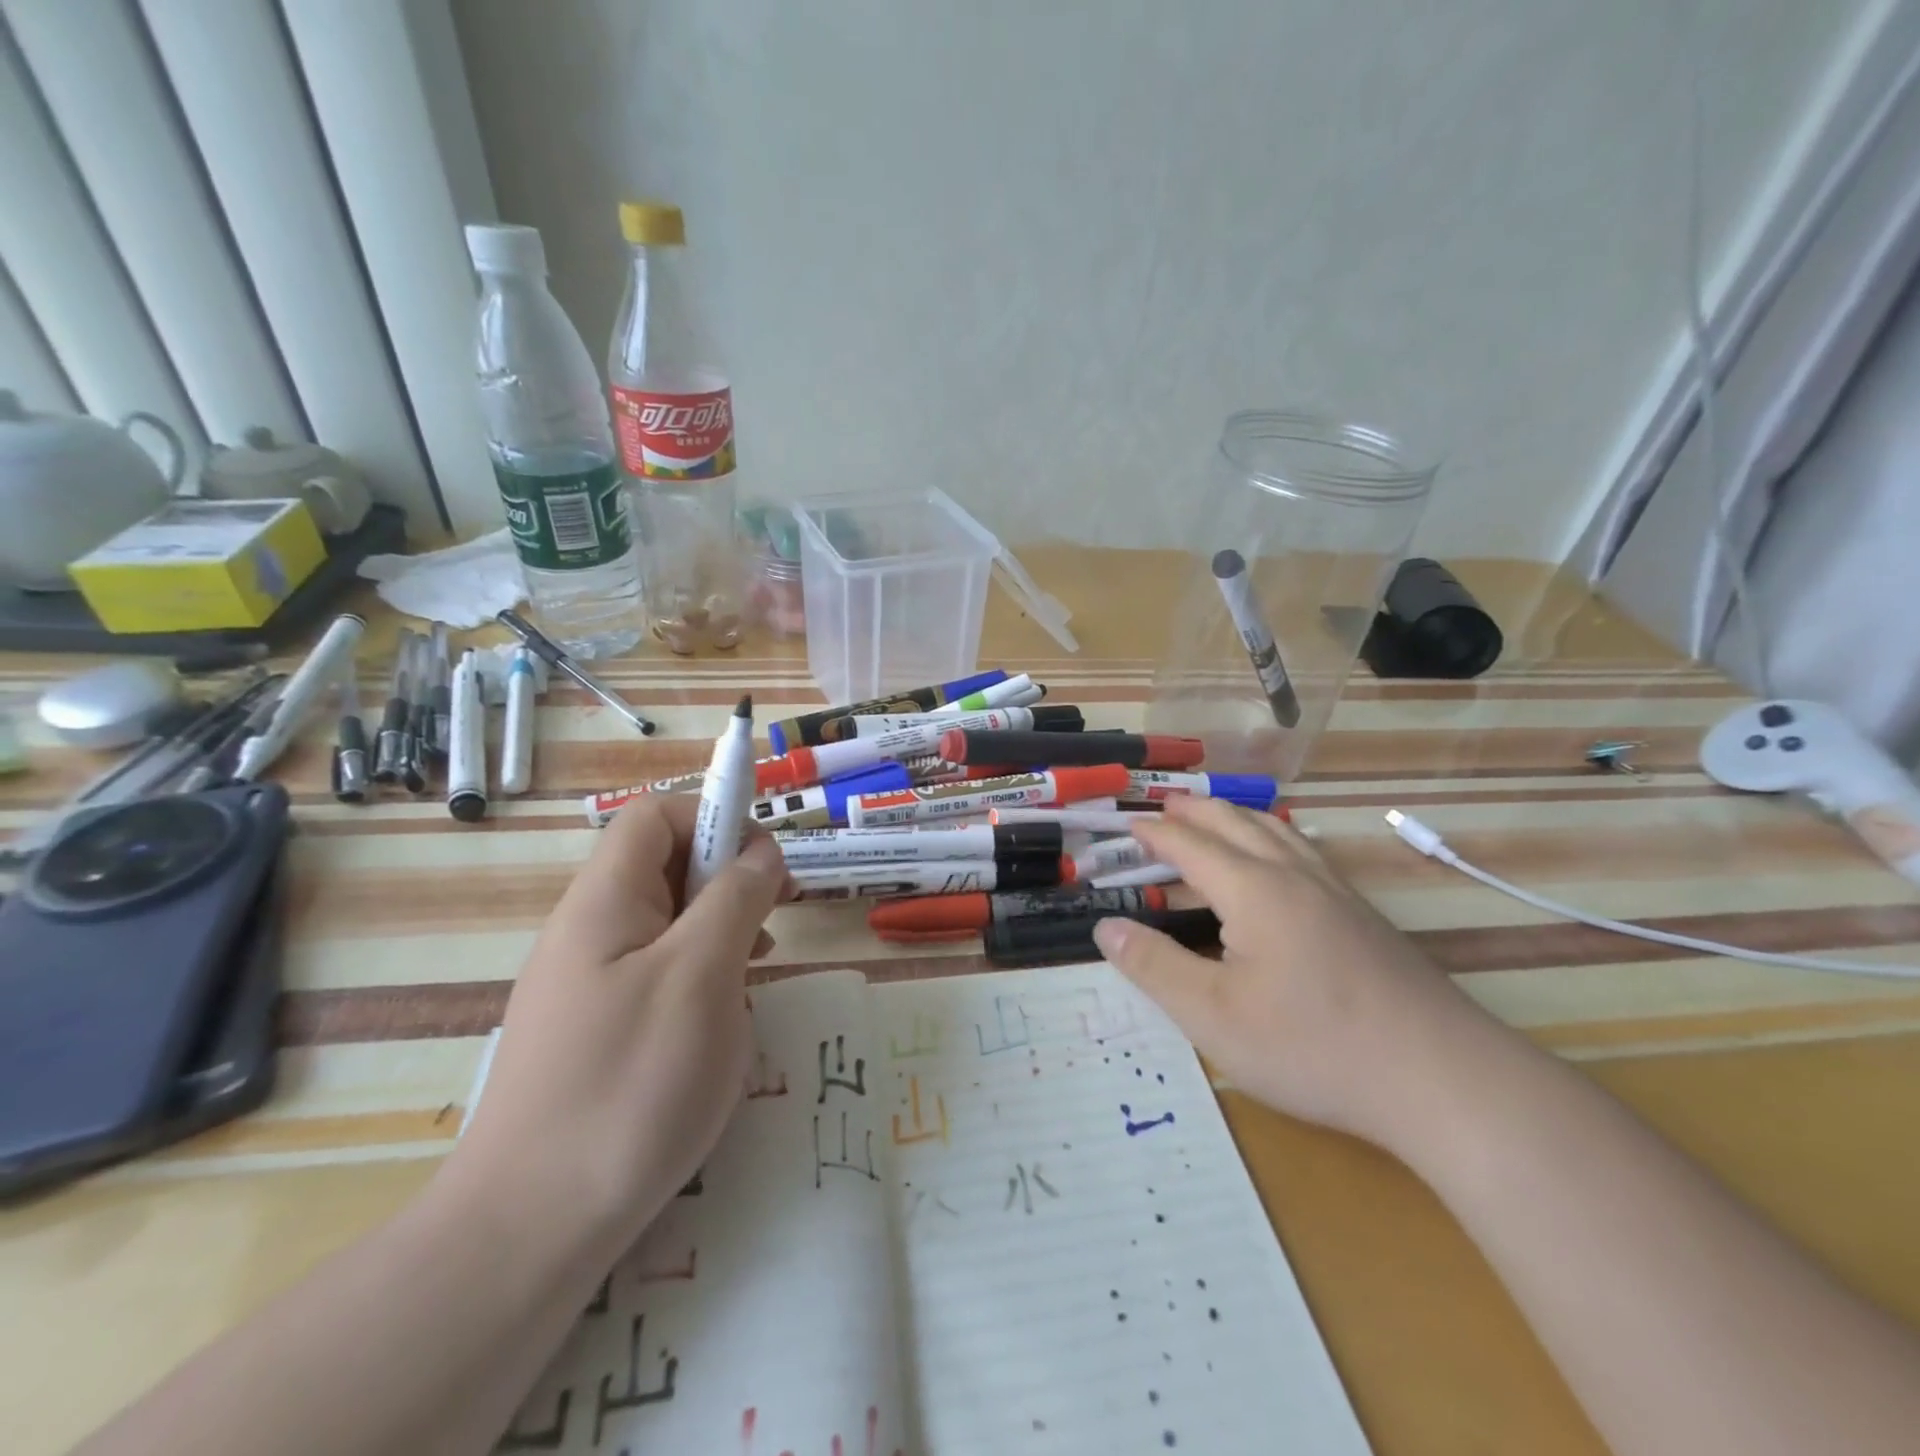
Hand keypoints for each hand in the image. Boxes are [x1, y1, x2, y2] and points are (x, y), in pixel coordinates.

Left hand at [446, 797, 790, 1262]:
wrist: (530, 1231)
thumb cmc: (629, 1085)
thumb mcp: (702, 976)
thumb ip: (735, 898)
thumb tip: (760, 851)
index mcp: (604, 901)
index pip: (655, 816)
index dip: (714, 818)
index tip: (765, 866)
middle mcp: (588, 929)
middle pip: (663, 865)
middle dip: (727, 878)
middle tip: (774, 921)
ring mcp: (587, 982)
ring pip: (666, 920)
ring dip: (720, 927)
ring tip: (757, 966)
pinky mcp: (594, 1028)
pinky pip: (656, 970)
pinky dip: (700, 972)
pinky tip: (722, 1015)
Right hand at [1093, 797, 1501, 1155]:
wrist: (1442, 1078)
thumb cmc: (1313, 1047)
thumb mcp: (1214, 1017)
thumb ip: (1154, 967)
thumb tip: (1106, 928)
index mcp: (1253, 890)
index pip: (1190, 845)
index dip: (1154, 833)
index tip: (1126, 824)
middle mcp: (1293, 876)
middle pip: (1236, 823)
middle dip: (1195, 811)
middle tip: (1163, 807)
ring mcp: (1336, 892)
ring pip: (1277, 832)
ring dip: (1237, 817)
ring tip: (1215, 817)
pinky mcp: (1364, 916)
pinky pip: (1306, 853)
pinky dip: (1274, 837)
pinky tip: (1281, 860)